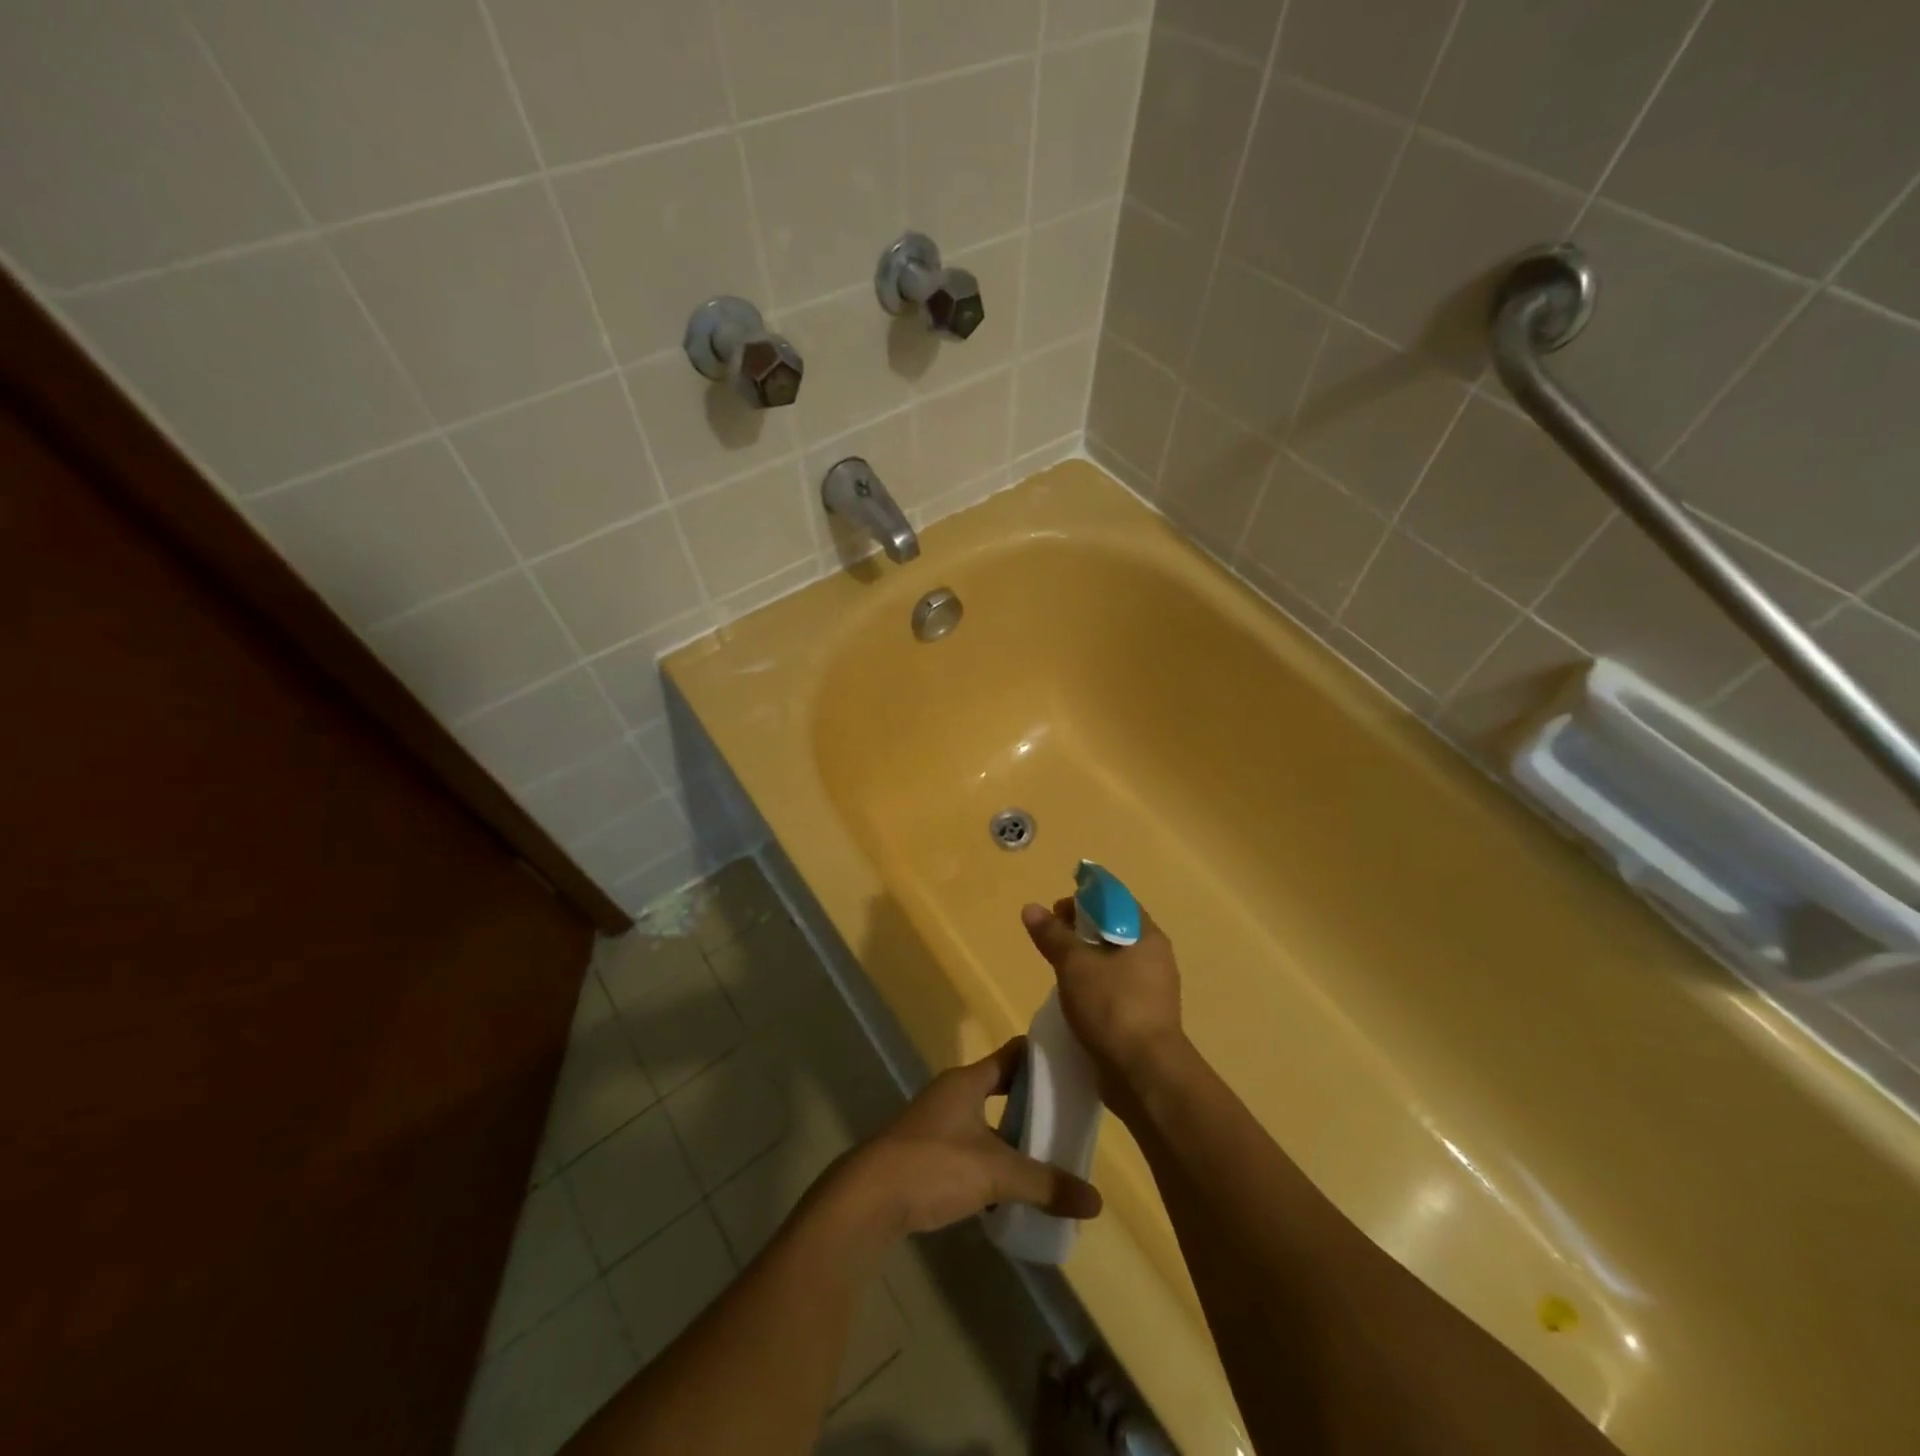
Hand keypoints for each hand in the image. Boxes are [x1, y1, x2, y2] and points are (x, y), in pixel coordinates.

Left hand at [836, 1038, 1102, 1238]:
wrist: (868, 1199)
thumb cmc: (934, 1165)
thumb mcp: (996, 1173)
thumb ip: (1045, 1184)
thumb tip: (1095, 1202)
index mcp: (967, 1081)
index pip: (1011, 1055)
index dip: (1041, 1058)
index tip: (1072, 1066)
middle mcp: (951, 1095)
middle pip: (1000, 1090)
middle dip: (1031, 1104)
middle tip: (1069, 1118)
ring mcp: (936, 1124)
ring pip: (985, 1123)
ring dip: (1011, 1137)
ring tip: (1048, 1155)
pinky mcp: (926, 1155)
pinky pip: (970, 1151)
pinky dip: (991, 1164)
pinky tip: (1011, 1189)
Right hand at [1020, 898, 1186, 1108]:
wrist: (1144, 1074)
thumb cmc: (1112, 1006)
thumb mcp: (1074, 964)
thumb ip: (1053, 935)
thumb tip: (1031, 908)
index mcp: (1147, 936)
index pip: (1115, 902)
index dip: (1085, 898)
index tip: (1057, 910)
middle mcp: (1154, 958)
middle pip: (1113, 930)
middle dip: (1080, 930)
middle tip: (1050, 938)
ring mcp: (1152, 990)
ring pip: (1112, 961)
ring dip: (1085, 960)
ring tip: (1057, 968)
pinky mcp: (1143, 1017)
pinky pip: (1114, 989)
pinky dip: (1093, 986)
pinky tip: (1072, 997)